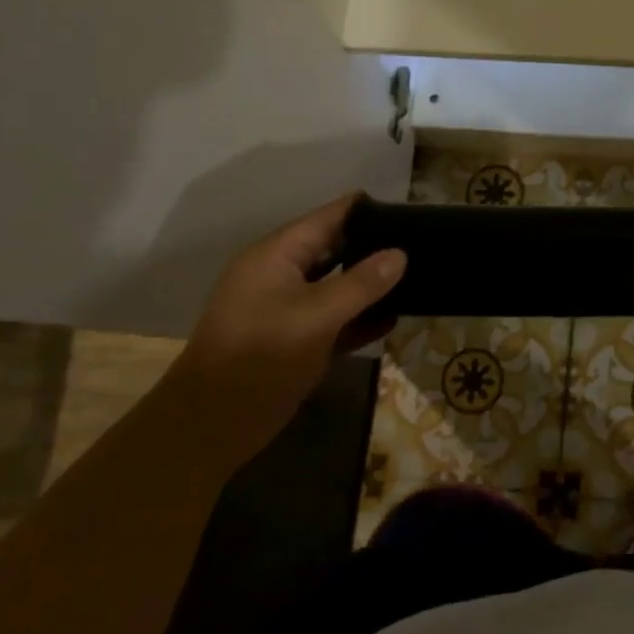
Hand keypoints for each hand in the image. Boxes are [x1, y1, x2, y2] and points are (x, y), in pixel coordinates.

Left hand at [171, 194, 405, 430]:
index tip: (407, 209)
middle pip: (335, 249)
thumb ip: (362, 284)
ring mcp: (288, 309)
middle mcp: (282, 275)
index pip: (328, 218)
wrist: (213, 424)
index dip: (366, 210)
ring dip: (370, 285)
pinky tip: (394, 318)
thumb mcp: (317, 316)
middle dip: (373, 246)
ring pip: (337, 286)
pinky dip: (360, 318)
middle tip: (421, 243)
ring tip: (416, 276)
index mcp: (277, 256)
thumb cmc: (261, 355)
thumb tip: (400, 254)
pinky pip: (335, 320)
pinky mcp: (296, 341)